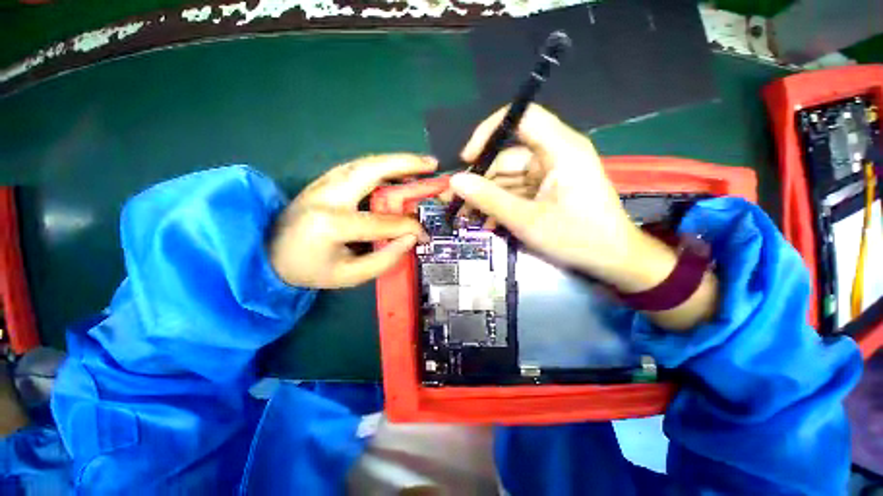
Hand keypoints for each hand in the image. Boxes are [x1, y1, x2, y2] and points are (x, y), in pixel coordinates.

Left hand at [269, 154, 435, 287]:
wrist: (268, 253)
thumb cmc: (310, 269)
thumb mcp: (350, 276)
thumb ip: (385, 259)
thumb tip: (410, 237)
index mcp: (333, 223)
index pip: (383, 221)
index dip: (410, 227)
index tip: (425, 234)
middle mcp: (328, 195)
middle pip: (373, 169)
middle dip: (407, 164)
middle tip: (433, 164)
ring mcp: (324, 182)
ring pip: (367, 162)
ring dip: (397, 161)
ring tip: (421, 163)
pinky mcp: (324, 179)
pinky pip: (359, 167)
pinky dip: (383, 166)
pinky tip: (397, 170)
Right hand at [449, 105, 717, 328]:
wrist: (612, 260)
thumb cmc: (577, 238)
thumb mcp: (527, 221)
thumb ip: (489, 199)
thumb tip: (455, 182)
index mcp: (559, 150)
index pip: (521, 118)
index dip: (489, 132)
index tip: (467, 159)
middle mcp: (554, 155)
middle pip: (507, 156)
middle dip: (480, 180)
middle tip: (454, 201)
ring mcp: (550, 174)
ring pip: (508, 177)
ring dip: (487, 197)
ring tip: (466, 217)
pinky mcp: (547, 190)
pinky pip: (516, 191)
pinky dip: (501, 204)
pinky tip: (488, 222)